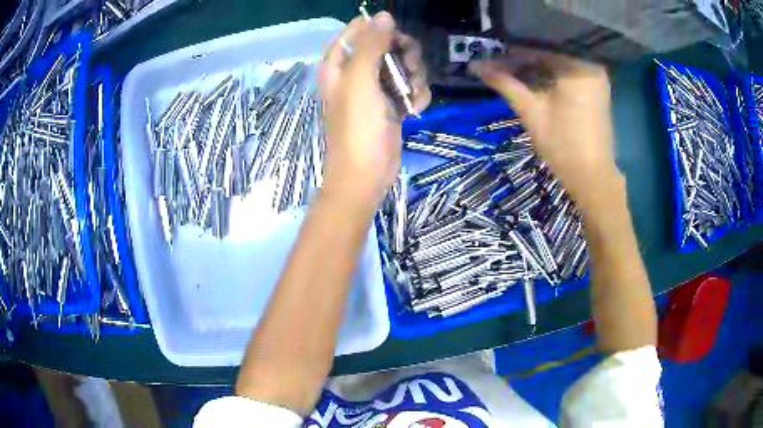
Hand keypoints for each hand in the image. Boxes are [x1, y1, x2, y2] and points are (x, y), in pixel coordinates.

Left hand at [318, 12, 430, 212]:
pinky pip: (411, 88)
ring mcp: (376, 89)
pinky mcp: (392, 104)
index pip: (357, 31)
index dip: (378, 30)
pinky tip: (413, 111)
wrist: (366, 175)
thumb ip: (371, 46)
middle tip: (410, 68)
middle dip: (404, 55)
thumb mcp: (360, 81)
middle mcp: (356, 73)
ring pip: (404, 66)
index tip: (395, 38)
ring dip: (414, 78)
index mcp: (339, 64)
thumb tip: (384, 15)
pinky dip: (416, 97)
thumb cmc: (357, 128)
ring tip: (410, 96)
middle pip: (387, 45)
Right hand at [470, 49, 619, 207]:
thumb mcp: (531, 112)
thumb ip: (505, 83)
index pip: (539, 46)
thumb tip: (475, 65)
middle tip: (497, 59)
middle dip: (522, 56)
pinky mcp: (596, 88)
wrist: (592, 178)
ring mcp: (596, 76)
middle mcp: (590, 64)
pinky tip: (531, 75)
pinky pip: (568, 70)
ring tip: (509, 66)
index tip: (490, 51)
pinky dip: (549, 72)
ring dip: (535, 64)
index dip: (512, 49)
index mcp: (578, 66)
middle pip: (550, 51)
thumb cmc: (563, 146)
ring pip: (558, 60)